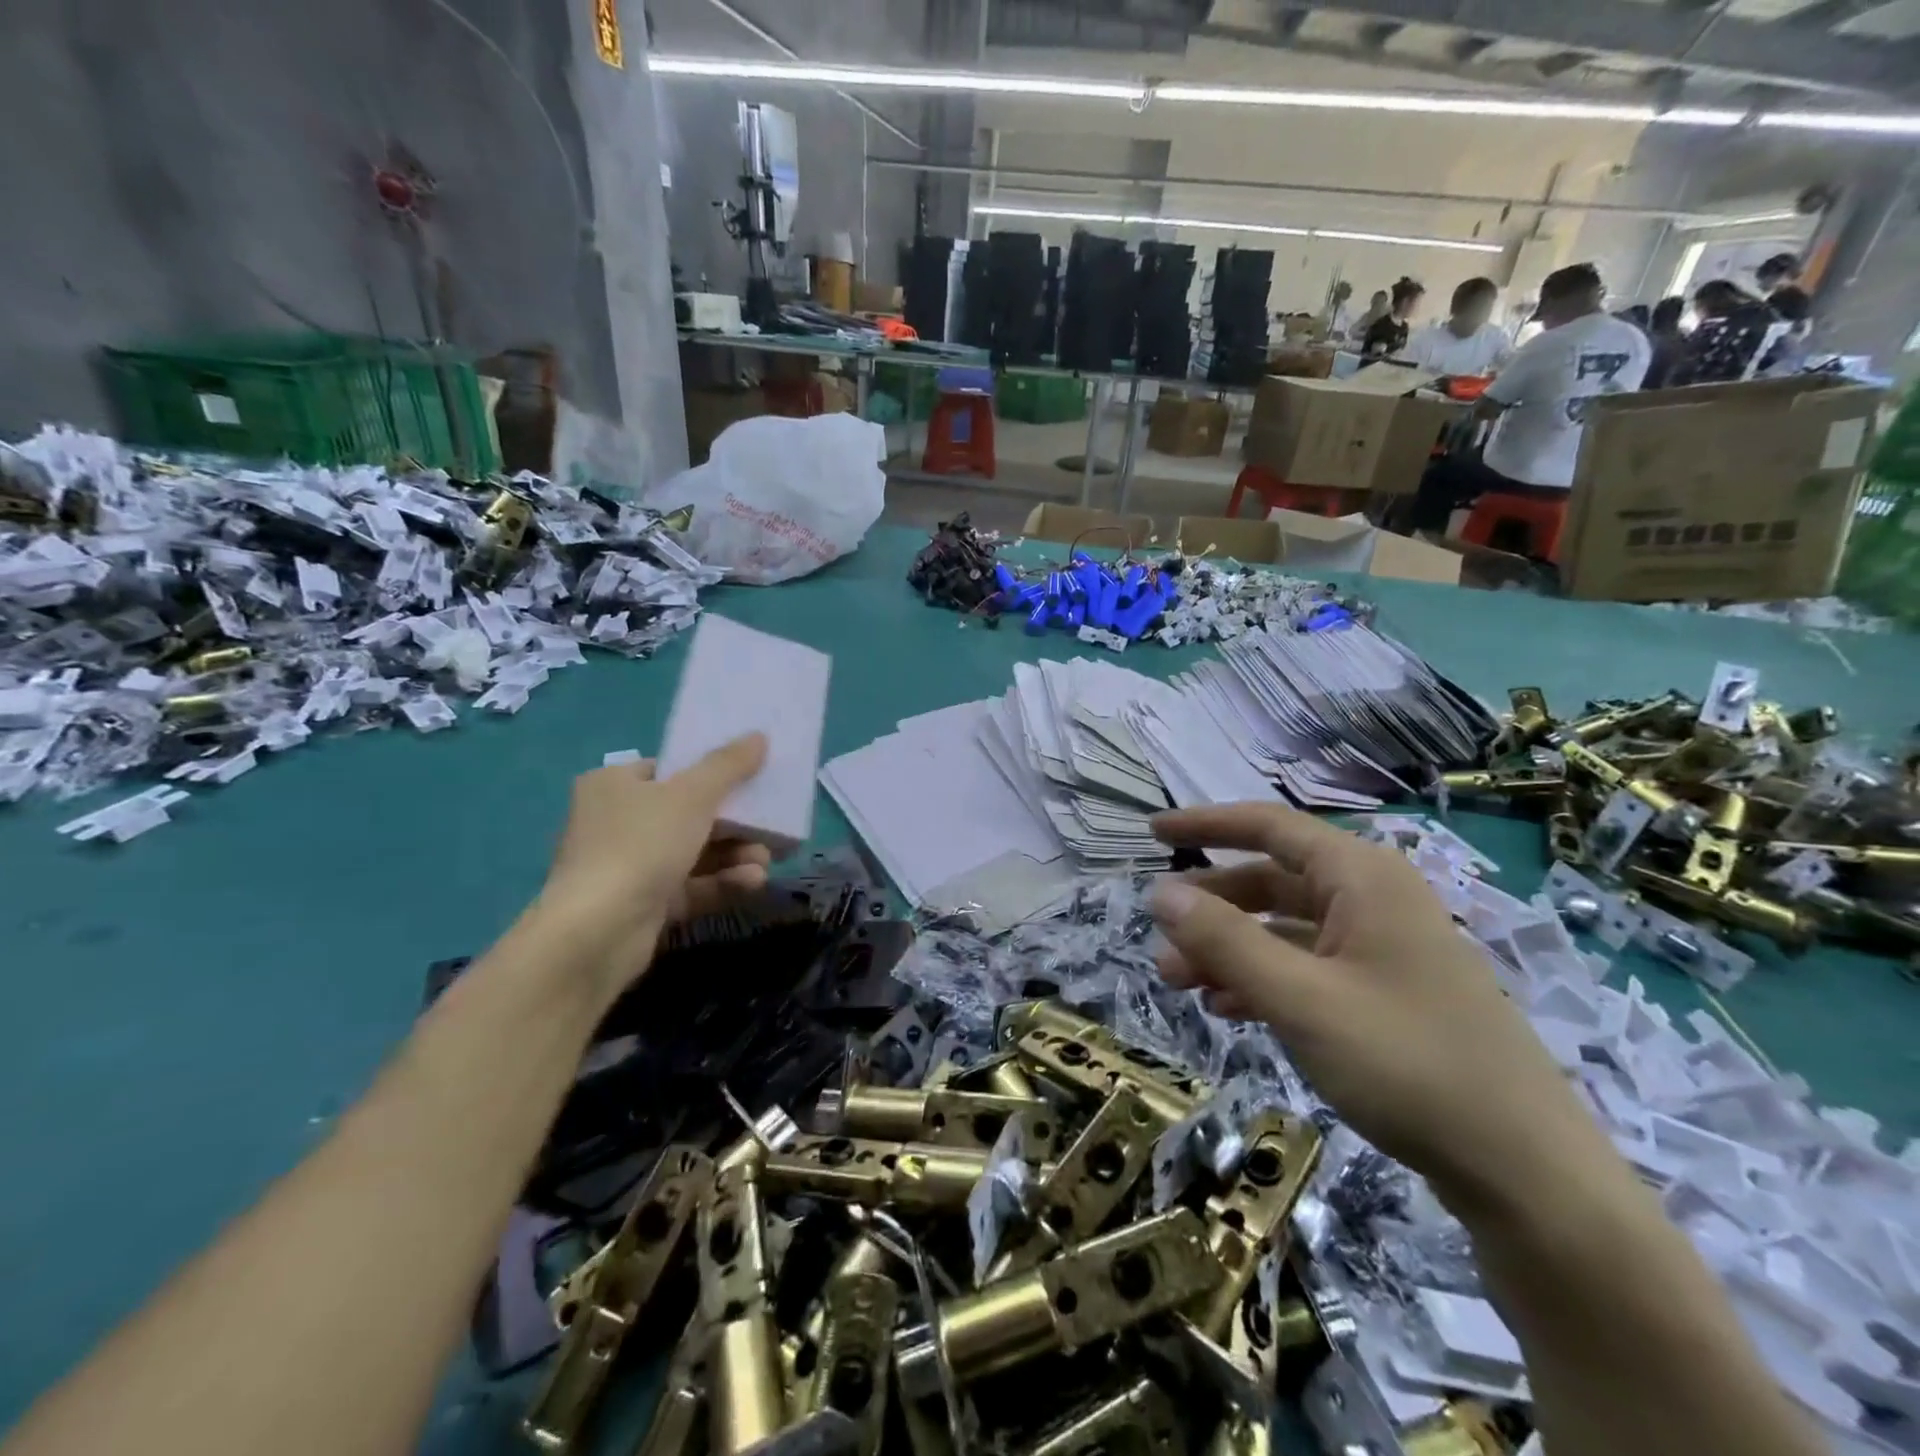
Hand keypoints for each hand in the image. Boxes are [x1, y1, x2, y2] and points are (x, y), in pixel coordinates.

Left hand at [533, 735, 771, 1001]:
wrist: (598, 932)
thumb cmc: (641, 845)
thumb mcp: (692, 795)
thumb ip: (728, 765)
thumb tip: (759, 736)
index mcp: (614, 785)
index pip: (668, 770)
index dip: (710, 772)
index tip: (750, 779)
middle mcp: (616, 822)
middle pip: (688, 813)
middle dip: (735, 822)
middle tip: (770, 826)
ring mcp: (629, 867)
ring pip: (695, 852)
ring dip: (735, 855)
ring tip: (765, 861)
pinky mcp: (644, 905)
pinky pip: (692, 886)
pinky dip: (722, 882)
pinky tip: (752, 883)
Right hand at [1149, 803, 1607, 1211]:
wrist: (1526, 1172)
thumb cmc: (1407, 1063)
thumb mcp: (1300, 998)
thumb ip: (1224, 940)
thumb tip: (1160, 892)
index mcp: (1361, 877)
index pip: (1268, 826)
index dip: (1205, 824)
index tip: (1151, 831)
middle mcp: (1373, 898)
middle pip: (1272, 881)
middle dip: (1211, 909)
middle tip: (1161, 940)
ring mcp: (1383, 947)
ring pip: (1286, 929)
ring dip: (1231, 950)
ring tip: (1182, 984)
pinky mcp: (1387, 992)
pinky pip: (1308, 967)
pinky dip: (1264, 980)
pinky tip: (1230, 1010)